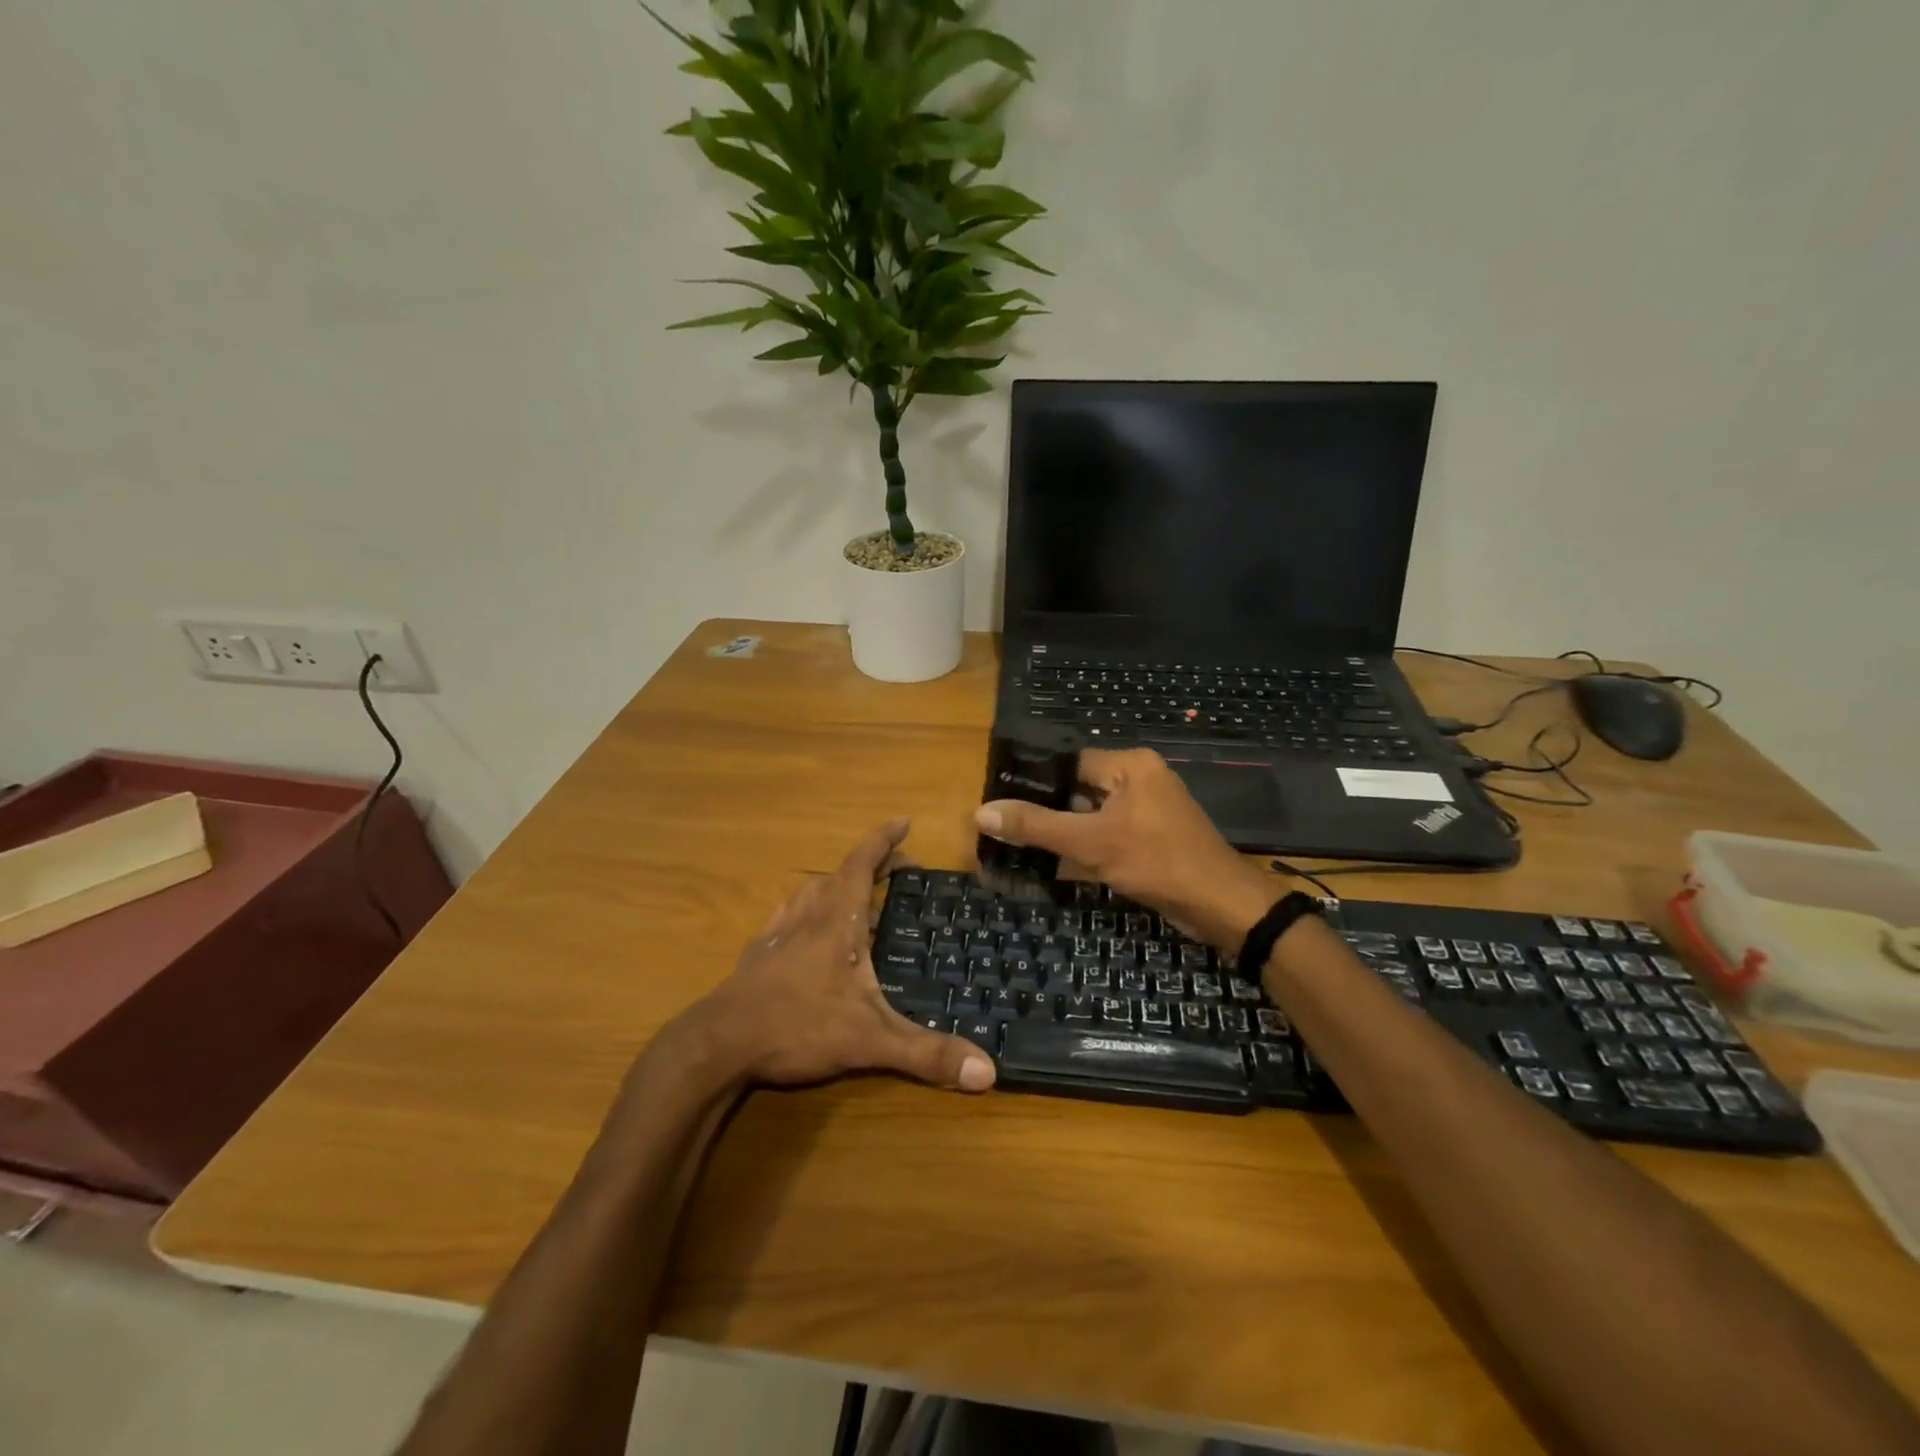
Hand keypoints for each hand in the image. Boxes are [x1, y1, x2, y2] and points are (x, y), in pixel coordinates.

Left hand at [674, 819, 995, 1093]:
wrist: (720, 1044)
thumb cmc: (799, 1026)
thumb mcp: (871, 1040)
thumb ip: (927, 1053)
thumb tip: (988, 1073)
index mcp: (838, 920)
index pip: (862, 863)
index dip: (883, 839)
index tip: (903, 821)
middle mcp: (808, 915)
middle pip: (841, 874)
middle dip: (872, 863)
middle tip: (899, 866)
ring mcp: (779, 932)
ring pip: (811, 891)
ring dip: (837, 882)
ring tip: (856, 890)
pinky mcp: (758, 954)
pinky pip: (787, 915)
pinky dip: (805, 907)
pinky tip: (803, 923)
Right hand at [975, 748, 1277, 951]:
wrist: (1221, 905)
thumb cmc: (1156, 862)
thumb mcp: (1090, 843)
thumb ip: (1036, 826)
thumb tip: (982, 812)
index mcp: (1130, 765)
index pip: (1069, 762)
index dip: (1035, 781)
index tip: (1001, 798)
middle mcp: (1142, 778)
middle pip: (1081, 787)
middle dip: (1049, 808)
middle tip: (1007, 825)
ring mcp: (1151, 808)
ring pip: (1095, 812)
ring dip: (1068, 829)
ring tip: (1024, 842)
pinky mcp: (1155, 835)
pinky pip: (1112, 831)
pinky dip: (1090, 844)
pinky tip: (1060, 861)